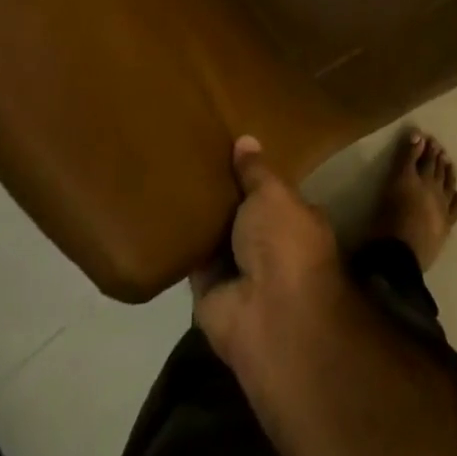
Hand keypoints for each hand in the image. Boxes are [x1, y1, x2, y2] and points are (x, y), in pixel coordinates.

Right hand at [191, 137, 345, 375]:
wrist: (269, 315)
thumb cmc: (285, 242)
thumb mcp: (273, 193)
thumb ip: (256, 170)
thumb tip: (246, 140)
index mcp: (296, 219)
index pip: (273, 190)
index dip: (255, 172)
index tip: (231, 146)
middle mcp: (270, 245)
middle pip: (242, 212)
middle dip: (224, 192)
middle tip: (194, 153)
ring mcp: (240, 270)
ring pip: (216, 235)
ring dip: (201, 215)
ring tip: (172, 171)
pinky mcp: (209, 291)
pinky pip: (193, 258)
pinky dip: (181, 241)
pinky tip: (160, 209)